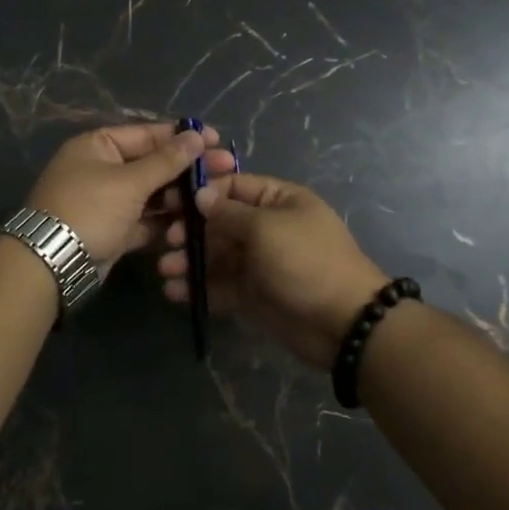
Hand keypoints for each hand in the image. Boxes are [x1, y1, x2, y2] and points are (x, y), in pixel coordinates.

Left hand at [25, 121, 235, 270]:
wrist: (52, 264)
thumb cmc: (89, 210)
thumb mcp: (129, 182)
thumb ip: (166, 160)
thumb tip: (196, 135)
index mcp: (98, 146)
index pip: (148, 134)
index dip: (183, 137)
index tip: (217, 140)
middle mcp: (102, 169)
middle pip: (152, 164)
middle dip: (188, 168)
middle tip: (227, 169)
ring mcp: (107, 202)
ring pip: (151, 194)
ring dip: (180, 196)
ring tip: (215, 197)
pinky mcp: (113, 230)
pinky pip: (145, 220)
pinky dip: (166, 221)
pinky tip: (196, 221)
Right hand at [160, 172, 388, 370]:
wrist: (343, 323)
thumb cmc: (305, 262)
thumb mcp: (266, 229)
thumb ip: (228, 213)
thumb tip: (200, 195)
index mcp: (279, 200)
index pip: (233, 187)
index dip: (202, 193)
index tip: (171, 202)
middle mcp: (268, 227)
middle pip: (220, 222)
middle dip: (191, 231)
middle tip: (167, 243)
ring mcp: (260, 262)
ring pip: (217, 256)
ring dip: (190, 261)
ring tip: (165, 272)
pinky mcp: (253, 294)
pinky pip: (221, 285)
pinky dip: (199, 288)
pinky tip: (175, 293)